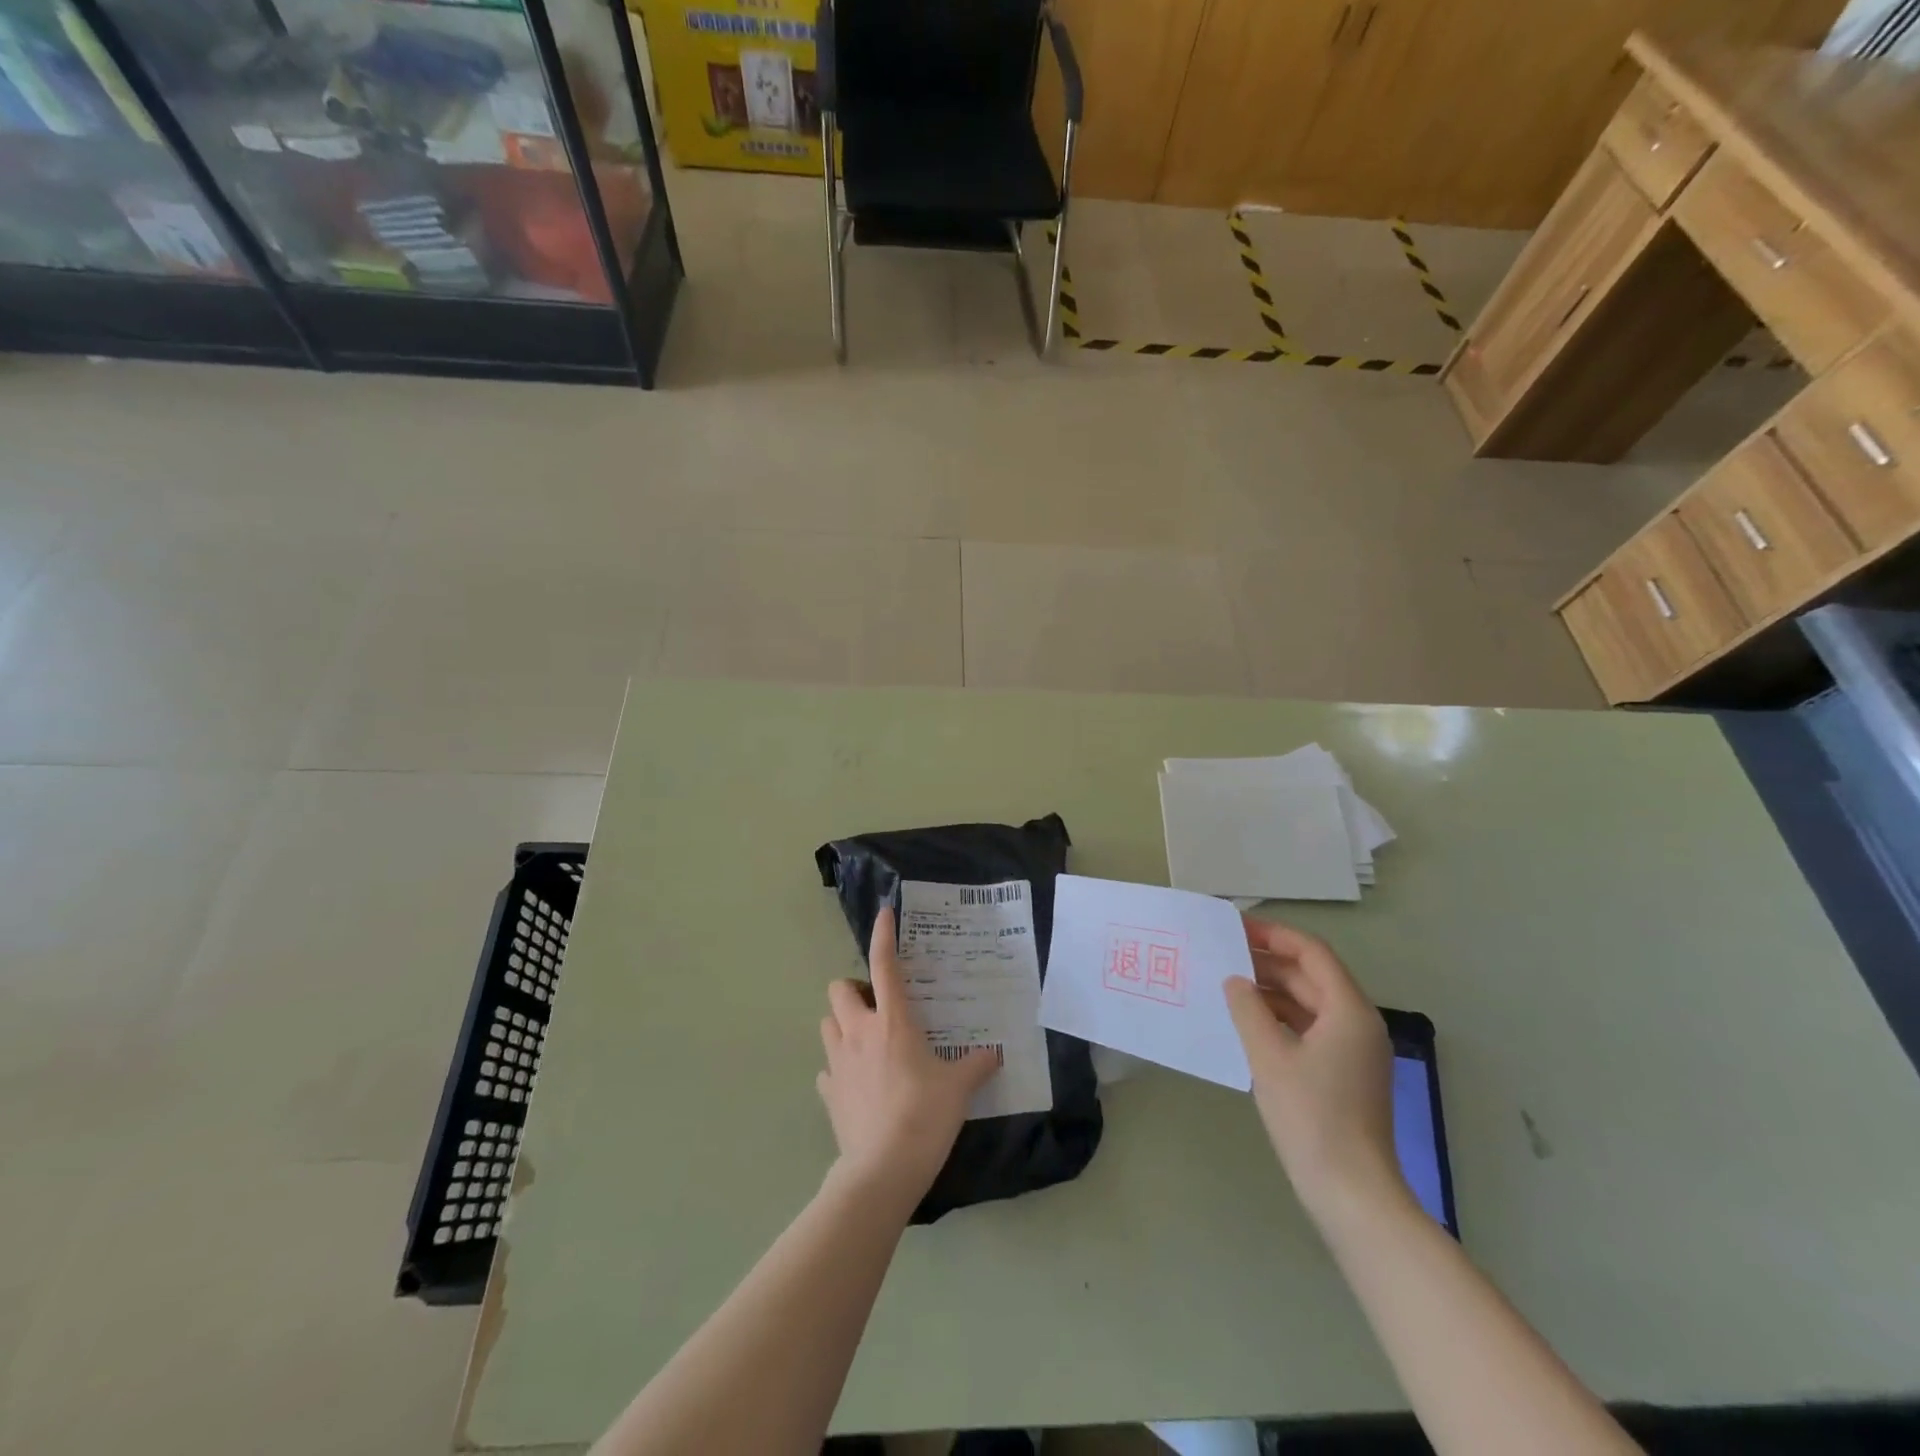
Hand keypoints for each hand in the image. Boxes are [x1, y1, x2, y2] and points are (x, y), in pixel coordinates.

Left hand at [816, 907, 999, 1206]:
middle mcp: (858, 1032)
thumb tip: (996, 1053)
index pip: (883, 965)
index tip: (884, 914)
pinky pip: (827, 1068)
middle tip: (877, 1005)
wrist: (882, 1169)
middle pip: (839, 989)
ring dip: (843, 1023)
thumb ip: (977, 1065)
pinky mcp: (829, 1092)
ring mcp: (838, 1063)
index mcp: (892, 1021)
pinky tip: (856, 1081)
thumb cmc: (924, 1116)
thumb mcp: (959, 1088)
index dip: (883, 935)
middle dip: (854, 989)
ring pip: (828, 1023)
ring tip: (866, 1039)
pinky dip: (838, 1067)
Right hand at [1224, 918, 1407, 1224]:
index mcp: (1349, 1010)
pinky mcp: (1345, 1074)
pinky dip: (1280, 1018)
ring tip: (1228, 985)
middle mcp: (1358, 1023)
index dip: (1273, 935)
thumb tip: (1235, 981)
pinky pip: (1310, 1028)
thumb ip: (1248, 1009)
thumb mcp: (1269, 1056)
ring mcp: (1354, 1051)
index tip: (1234, 929)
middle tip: (1222, 955)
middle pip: (1311, 975)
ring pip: (1309, 1002)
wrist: (1352, 1193)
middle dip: (1268, 962)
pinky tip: (1248, 1023)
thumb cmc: (1311, 1117)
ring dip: (1271, 990)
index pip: (1311, 952)